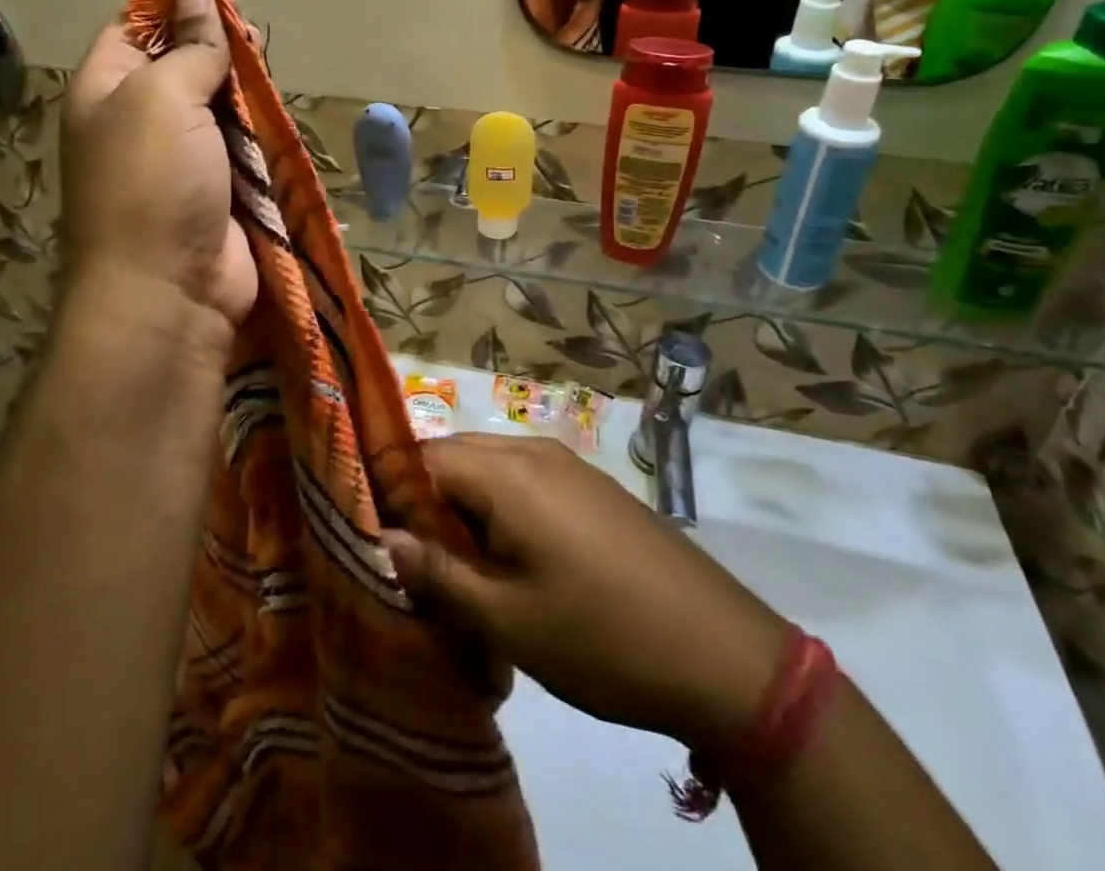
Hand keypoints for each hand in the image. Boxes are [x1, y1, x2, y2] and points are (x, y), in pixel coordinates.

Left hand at [60, 0, 256, 329]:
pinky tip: (272, 117)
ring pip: (216, 103)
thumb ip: (188, 46)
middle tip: (251, 42)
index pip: (134, 27)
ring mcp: (180, 156)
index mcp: (105, 89)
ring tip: (264, 77)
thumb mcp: (162, 98)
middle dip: (216, 47)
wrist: (169, 292)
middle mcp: (138, 118)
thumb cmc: (152, 183)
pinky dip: (257, 130)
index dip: (174, 7)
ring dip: (241, 90)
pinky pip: (240, 144)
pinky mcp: (218, 187)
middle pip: (181, 62)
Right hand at [381, 434, 787, 754]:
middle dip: (428, 502)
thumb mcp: (508, 619)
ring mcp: (568, 464)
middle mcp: (533, 451)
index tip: (380, 542)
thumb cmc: (601, 636)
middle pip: (456, 457)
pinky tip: (510, 561)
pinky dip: (501, 509)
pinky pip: (525, 480)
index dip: (392, 494)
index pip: (423, 459)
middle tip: (418, 562)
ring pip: (490, 468)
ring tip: (461, 569)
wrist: (724, 655)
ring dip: (465, 508)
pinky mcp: (591, 485)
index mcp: (507, 472)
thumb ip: (438, 572)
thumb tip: (383, 537)